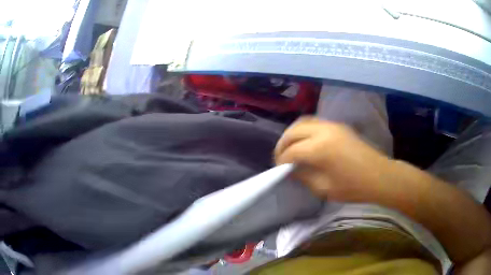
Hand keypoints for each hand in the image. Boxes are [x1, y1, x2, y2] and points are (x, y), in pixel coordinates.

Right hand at [274, 117, 393, 202]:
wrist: (379, 176)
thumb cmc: (353, 187)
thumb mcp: (325, 188)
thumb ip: (304, 177)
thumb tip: (291, 170)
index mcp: (320, 148)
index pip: (292, 151)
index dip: (281, 160)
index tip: (278, 169)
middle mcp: (324, 131)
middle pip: (294, 131)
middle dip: (283, 144)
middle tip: (280, 157)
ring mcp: (332, 125)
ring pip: (303, 122)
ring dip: (293, 134)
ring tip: (290, 148)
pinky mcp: (339, 125)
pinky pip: (315, 122)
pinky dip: (304, 130)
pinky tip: (305, 142)